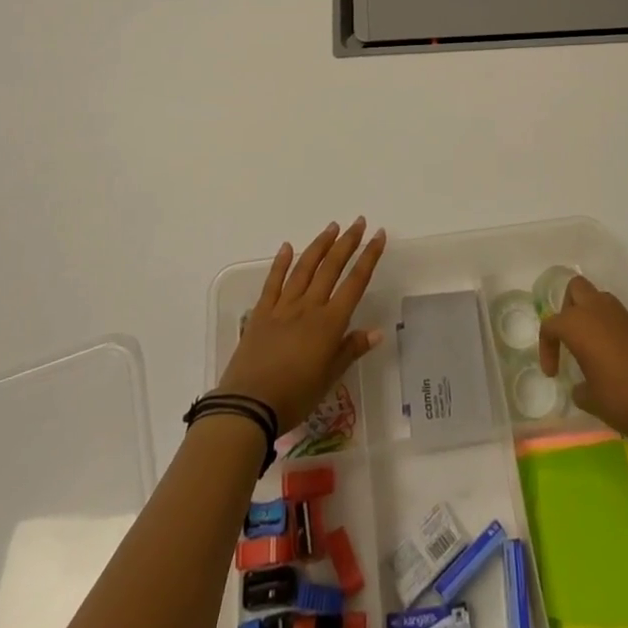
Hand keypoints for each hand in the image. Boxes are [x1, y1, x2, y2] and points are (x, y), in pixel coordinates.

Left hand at [216, 219, 386, 428]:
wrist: (248, 405)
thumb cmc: (295, 396)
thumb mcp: (329, 378)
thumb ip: (351, 350)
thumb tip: (377, 331)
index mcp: (329, 323)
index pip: (355, 283)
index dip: (369, 257)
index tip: (378, 236)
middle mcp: (309, 307)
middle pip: (331, 268)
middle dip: (348, 242)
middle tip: (359, 221)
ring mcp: (283, 307)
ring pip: (305, 268)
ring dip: (320, 245)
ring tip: (332, 227)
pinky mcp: (262, 312)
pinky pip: (273, 282)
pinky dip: (281, 263)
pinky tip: (287, 247)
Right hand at [538, 275, 627, 450]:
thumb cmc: (622, 401)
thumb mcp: (591, 400)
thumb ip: (579, 388)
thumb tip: (580, 388)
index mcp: (579, 324)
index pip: (551, 324)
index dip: (547, 347)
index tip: (553, 373)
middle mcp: (601, 311)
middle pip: (576, 289)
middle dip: (568, 308)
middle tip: (570, 339)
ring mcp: (627, 316)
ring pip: (602, 300)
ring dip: (593, 317)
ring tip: (595, 350)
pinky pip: (624, 321)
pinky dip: (617, 333)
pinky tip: (623, 363)